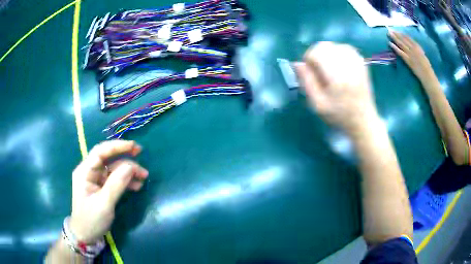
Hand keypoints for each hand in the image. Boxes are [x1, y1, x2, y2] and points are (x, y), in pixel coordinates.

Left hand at [70, 140, 148, 242]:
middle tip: (142, 160)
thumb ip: (117, 183)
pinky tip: (137, 186)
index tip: (134, 147)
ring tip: (143, 178)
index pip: (100, 151)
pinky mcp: (102, 188)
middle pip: (109, 159)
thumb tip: (131, 166)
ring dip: (129, 172)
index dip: (117, 146)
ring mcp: (96, 180)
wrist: (86, 235)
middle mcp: (90, 172)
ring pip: (114, 170)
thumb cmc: (91, 219)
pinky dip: (126, 181)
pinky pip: (115, 180)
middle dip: (126, 160)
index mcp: (85, 171)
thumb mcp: (104, 203)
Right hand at [295, 42, 377, 134]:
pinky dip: (339, 52)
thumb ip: (307, 82)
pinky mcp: (362, 64)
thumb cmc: (339, 115)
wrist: (363, 121)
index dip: (308, 59)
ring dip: (328, 53)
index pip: (317, 53)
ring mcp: (357, 63)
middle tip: (318, 70)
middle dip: (316, 54)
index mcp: (336, 77)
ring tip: (329, 68)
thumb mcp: (318, 104)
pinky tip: (339, 64)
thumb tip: (297, 63)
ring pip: (335, 45)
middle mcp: (348, 66)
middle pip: (325, 46)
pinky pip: (347, 48)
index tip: (309, 71)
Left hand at [389, 31, 434, 80]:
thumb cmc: (427, 67)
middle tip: (390, 30)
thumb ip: (418, 50)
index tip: (397, 31)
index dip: (402, 34)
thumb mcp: (423, 55)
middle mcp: (413, 48)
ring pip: (401, 44)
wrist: (428, 75)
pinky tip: (390, 43)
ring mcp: (410, 54)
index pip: (408, 38)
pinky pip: (400, 52)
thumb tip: (412, 46)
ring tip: (388, 34)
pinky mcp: (408, 60)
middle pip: (403, 39)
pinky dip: (395, 47)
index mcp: (418, 47)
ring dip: (394, 38)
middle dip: (396, 34)